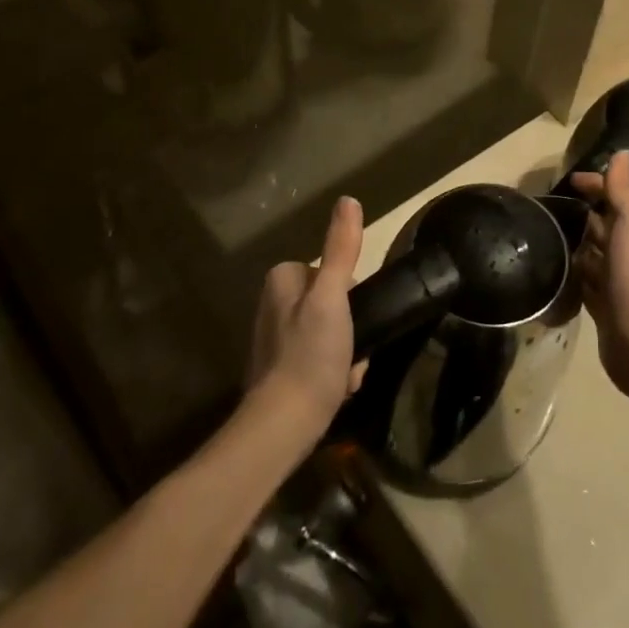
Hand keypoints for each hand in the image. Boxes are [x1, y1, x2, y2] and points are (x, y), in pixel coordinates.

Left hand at [246, 197, 365, 439]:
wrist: (283, 427)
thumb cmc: (309, 355)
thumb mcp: (332, 296)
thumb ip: (341, 249)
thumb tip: (348, 200)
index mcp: (282, 281)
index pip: (331, 271)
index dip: (350, 292)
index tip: (354, 316)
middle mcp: (274, 305)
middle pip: (333, 301)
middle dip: (350, 327)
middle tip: (352, 349)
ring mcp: (277, 339)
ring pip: (331, 331)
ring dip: (347, 351)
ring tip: (347, 373)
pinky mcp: (282, 370)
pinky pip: (321, 358)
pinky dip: (334, 370)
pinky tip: (338, 387)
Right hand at [566, 152, 628, 398]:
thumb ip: (622, 191)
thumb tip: (622, 152)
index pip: (613, 198)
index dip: (594, 186)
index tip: (567, 180)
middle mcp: (625, 252)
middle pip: (600, 226)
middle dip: (580, 214)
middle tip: (547, 204)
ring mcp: (612, 280)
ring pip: (589, 254)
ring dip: (573, 243)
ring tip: (542, 231)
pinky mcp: (600, 305)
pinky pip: (581, 282)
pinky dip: (570, 273)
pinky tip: (550, 267)